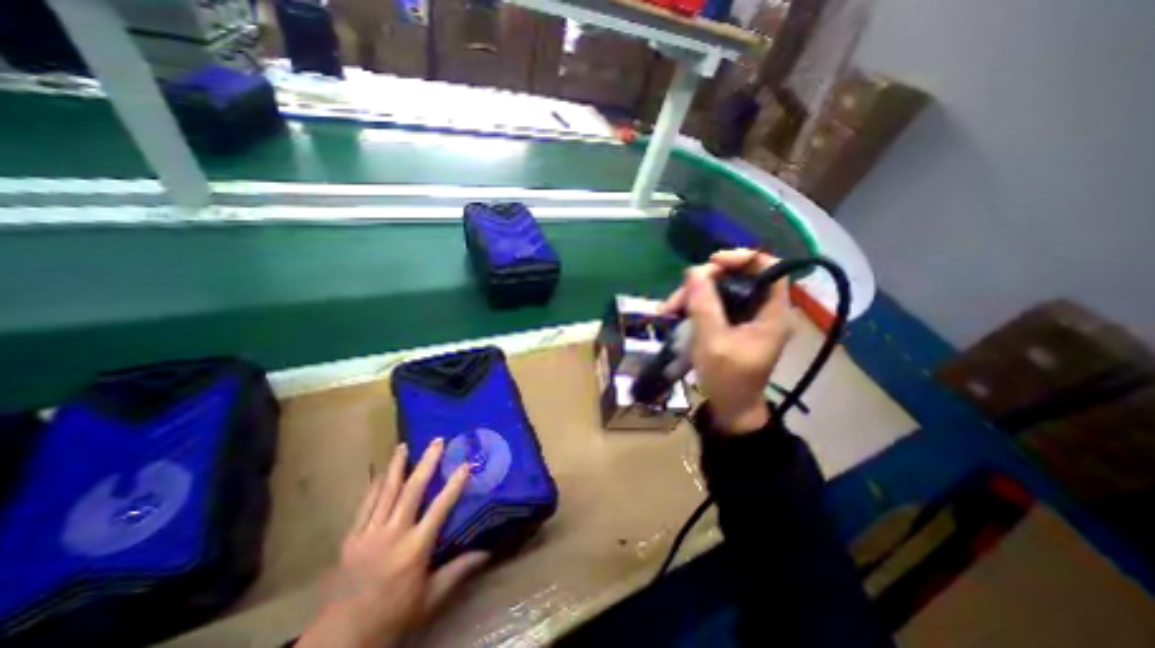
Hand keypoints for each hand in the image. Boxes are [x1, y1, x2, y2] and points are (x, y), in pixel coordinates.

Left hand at [295, 440, 486, 647]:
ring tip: (404, 445)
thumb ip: (459, 571)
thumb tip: (487, 552)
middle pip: (412, 491)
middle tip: (437, 441)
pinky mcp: (351, 538)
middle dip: (426, 463)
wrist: (341, 640)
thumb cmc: (393, 616)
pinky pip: (365, 505)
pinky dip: (374, 486)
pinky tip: (380, 473)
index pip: (439, 508)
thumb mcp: (431, 598)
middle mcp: (393, 535)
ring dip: (397, 466)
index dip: (454, 485)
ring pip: (386, 492)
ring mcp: (368, 534)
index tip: (465, 465)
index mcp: (415, 549)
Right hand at [658, 248, 794, 433]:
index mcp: (772, 312)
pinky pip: (713, 304)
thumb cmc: (728, 379)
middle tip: (678, 297)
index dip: (742, 258)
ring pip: (720, 291)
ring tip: (668, 310)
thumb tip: (693, 271)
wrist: (731, 409)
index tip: (712, 263)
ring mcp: (745, 317)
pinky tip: (674, 314)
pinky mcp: (731, 325)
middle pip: (737, 278)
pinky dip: (693, 306)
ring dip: (693, 296)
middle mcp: (761, 310)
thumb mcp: (713, 342)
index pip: (768, 268)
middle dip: (704, 282)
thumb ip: (704, 306)